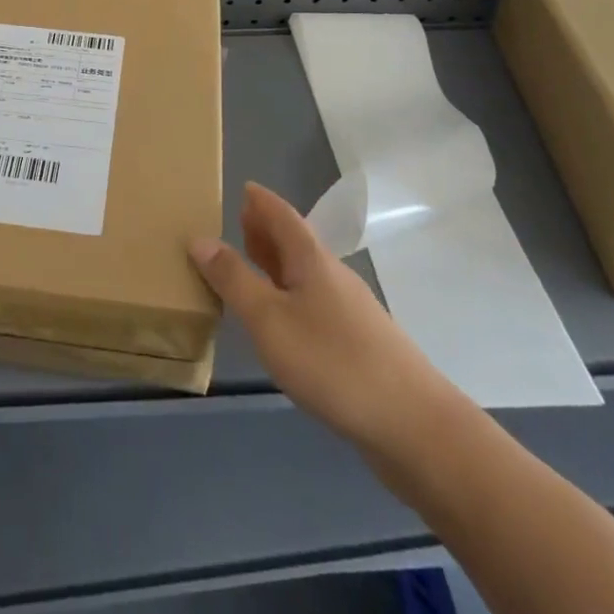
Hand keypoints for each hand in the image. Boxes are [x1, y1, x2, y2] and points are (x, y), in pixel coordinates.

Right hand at [190, 182, 456, 459]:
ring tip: (253, 267)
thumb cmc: (333, 362)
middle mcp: (333, 276)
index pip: (282, 215)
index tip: (244, 187)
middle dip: (268, 230)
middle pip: (296, 242)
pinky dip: (292, 296)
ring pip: (307, 274)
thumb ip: (234, 279)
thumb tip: (199, 237)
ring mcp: (352, 311)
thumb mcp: (269, 319)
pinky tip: (285, 323)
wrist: (414, 426)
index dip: (261, 201)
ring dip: (279, 264)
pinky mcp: (361, 345)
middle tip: (240, 222)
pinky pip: (316, 303)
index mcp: (311, 259)